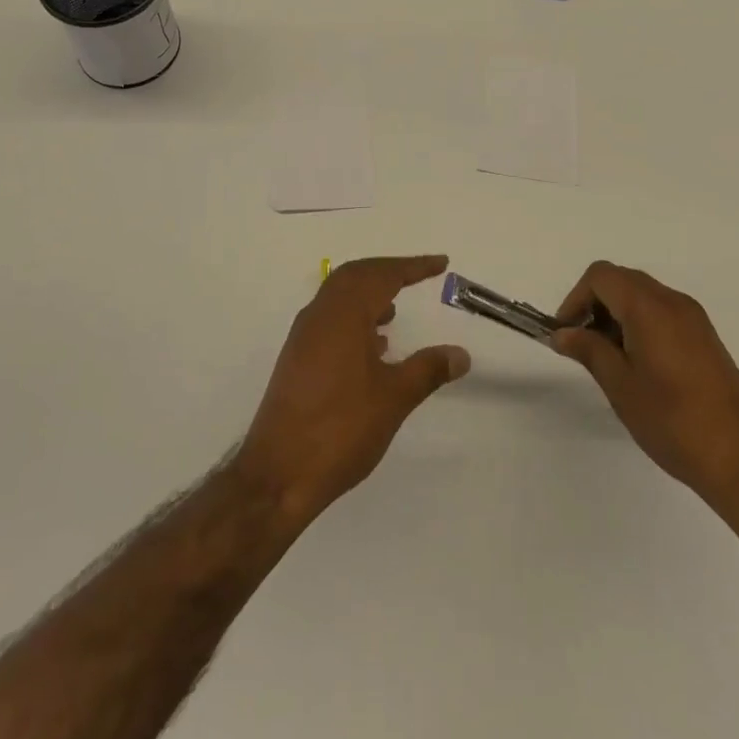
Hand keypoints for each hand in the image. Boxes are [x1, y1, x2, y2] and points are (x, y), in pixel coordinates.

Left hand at [237, 255, 470, 526]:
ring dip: (368, 293)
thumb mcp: (393, 399)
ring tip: (396, 309)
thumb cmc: (340, 430)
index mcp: (343, 314)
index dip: (413, 266)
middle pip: (356, 275)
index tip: (440, 263)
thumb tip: (461, 353)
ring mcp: (304, 336)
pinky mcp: (297, 358)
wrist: (278, 475)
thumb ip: (427, 370)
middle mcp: (319, 315)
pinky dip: (354, 316)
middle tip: (419, 274)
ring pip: (339, 296)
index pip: (382, 275)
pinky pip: (330, 318)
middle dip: (388, 271)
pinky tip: (372, 346)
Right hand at [552, 261, 738, 512]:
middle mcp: (673, 301)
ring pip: (642, 296)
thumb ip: (588, 350)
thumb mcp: (620, 385)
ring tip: (609, 360)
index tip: (567, 334)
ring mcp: (694, 319)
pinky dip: (640, 324)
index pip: (601, 276)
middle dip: (595, 305)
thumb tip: (563, 334)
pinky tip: (638, 366)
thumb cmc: (673, 420)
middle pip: (622, 281)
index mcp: (649, 306)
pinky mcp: (706, 338)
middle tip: (583, 345)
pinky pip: (662, 313)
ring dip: (617, 315)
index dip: (576, 298)